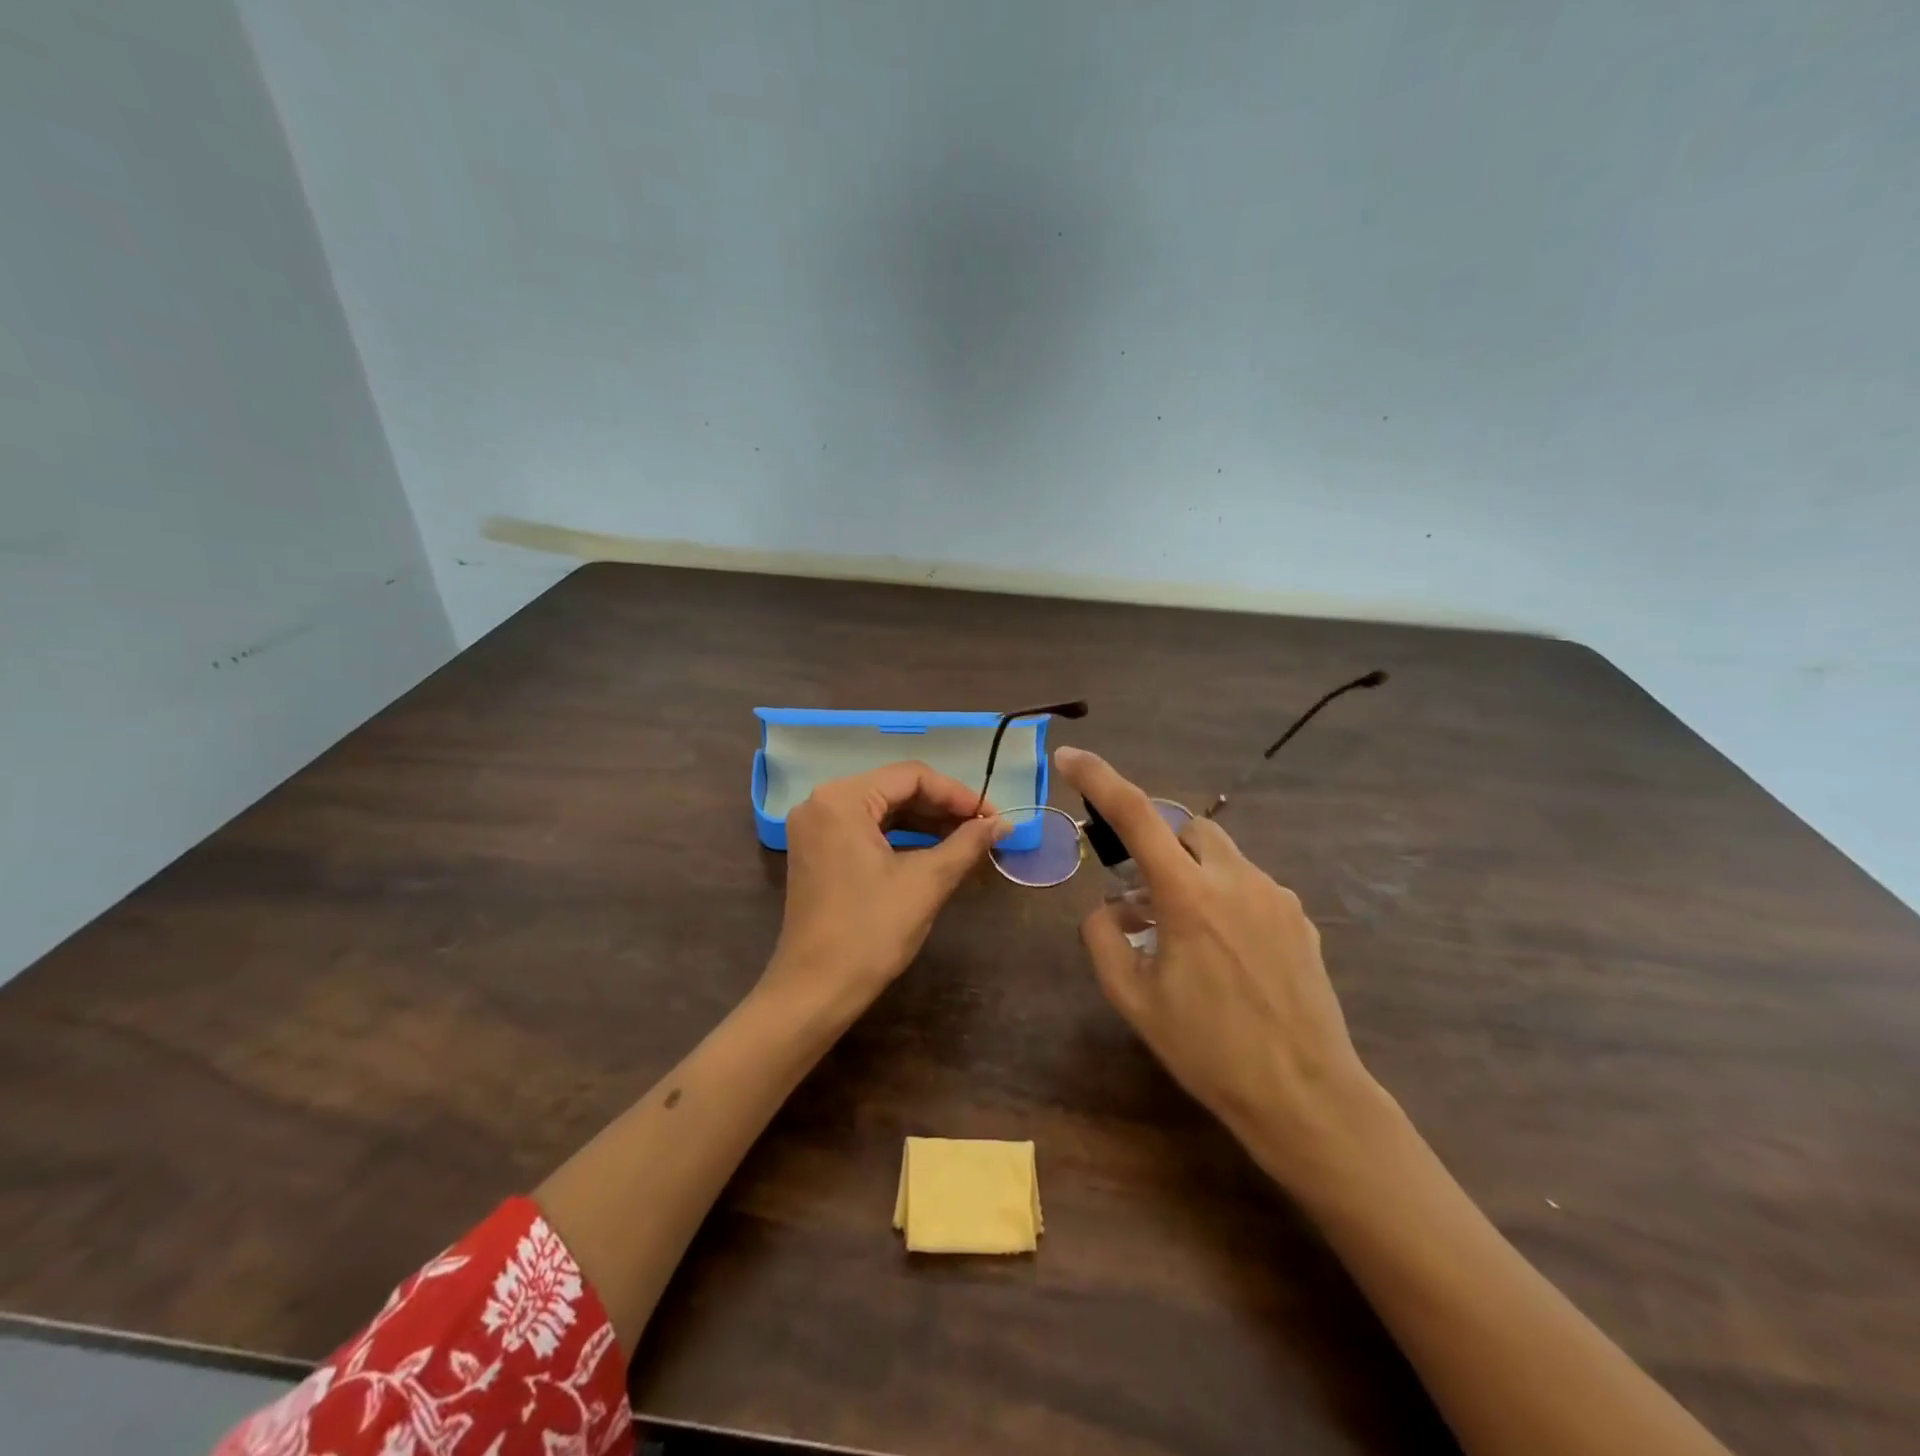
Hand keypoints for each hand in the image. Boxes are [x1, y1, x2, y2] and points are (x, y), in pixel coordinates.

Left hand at [765, 761, 1004, 1017]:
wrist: (815, 991)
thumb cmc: (870, 932)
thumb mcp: (926, 882)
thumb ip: (967, 843)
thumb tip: (1003, 823)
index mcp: (842, 799)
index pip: (911, 776)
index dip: (958, 794)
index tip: (992, 817)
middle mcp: (822, 802)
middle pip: (895, 788)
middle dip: (942, 807)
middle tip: (984, 828)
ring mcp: (816, 827)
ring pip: (883, 809)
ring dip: (925, 822)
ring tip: (967, 839)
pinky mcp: (818, 851)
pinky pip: (867, 829)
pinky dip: (902, 837)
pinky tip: (934, 850)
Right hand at [1054, 746, 1386, 1189]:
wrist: (1306, 1096)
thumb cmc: (1209, 1050)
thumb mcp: (1134, 1001)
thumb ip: (1103, 941)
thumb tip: (1105, 910)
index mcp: (1188, 895)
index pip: (1136, 814)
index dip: (1098, 778)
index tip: (1069, 756)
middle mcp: (1236, 879)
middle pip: (1185, 826)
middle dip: (1156, 842)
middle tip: (1138, 890)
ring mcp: (1276, 895)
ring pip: (1220, 855)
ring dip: (1190, 872)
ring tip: (1179, 931)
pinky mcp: (1300, 917)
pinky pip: (1249, 885)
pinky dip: (1222, 896)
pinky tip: (1222, 951)